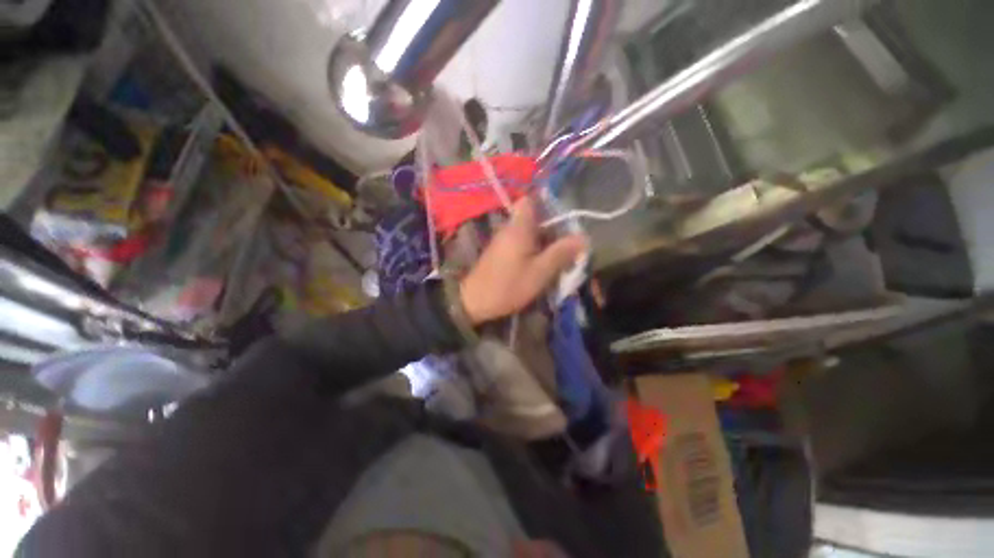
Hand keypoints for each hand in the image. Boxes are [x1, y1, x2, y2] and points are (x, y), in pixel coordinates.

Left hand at [460, 197, 586, 324]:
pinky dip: (533, 249)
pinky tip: (541, 264)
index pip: (530, 200)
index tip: (564, 218)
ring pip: (528, 232)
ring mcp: (503, 240)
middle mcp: (509, 228)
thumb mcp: (539, 272)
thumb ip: (561, 254)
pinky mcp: (500, 252)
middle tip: (567, 243)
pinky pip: (520, 243)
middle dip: (552, 227)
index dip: (548, 203)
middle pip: (533, 217)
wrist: (474, 302)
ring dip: (543, 241)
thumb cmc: (509, 285)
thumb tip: (584, 238)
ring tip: (559, 256)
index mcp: (519, 227)